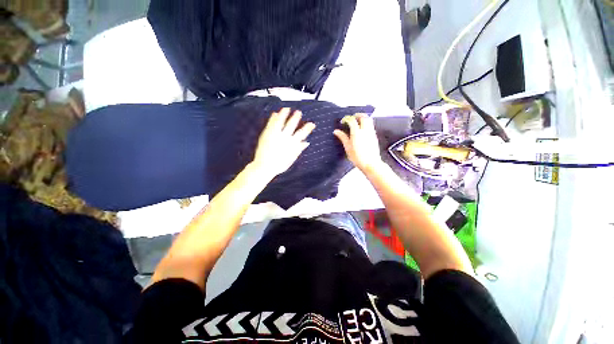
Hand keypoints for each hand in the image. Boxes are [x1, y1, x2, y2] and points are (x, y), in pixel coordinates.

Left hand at [252, 108, 315, 177]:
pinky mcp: (267, 134)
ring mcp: (275, 135)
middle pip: (292, 125)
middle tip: (299, 112)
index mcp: (292, 144)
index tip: (312, 123)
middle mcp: (285, 138)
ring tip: (286, 108)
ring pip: (281, 121)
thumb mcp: (292, 158)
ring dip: (284, 114)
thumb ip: (299, 149)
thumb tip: (307, 142)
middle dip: (296, 118)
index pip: (302, 134)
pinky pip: (271, 124)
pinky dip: (273, 118)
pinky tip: (274, 113)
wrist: (265, 167)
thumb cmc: (279, 165)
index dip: (308, 128)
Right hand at [333, 113, 382, 171]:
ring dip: (362, 118)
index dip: (346, 119)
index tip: (343, 122)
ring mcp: (371, 133)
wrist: (371, 164)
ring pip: (368, 119)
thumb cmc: (358, 158)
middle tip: (351, 118)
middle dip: (356, 115)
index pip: (352, 120)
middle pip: (363, 117)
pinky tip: (362, 129)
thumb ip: (342, 137)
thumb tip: (336, 131)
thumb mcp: (347, 148)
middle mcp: (365, 131)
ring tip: (357, 122)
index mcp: (357, 133)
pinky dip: (366, 123)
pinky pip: (371, 125)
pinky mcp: (374, 136)